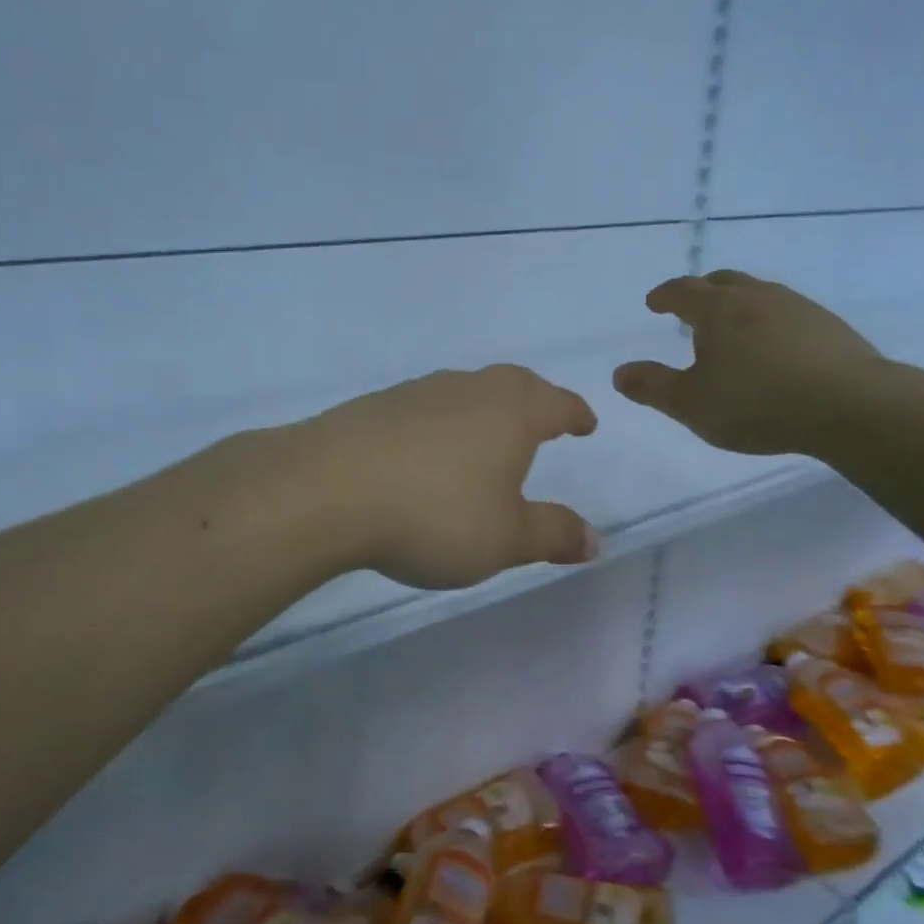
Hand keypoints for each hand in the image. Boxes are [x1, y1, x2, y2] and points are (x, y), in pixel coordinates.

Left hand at [300, 365, 598, 588]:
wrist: (329, 489)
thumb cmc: (435, 514)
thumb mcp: (504, 539)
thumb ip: (552, 535)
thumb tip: (594, 539)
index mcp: (511, 412)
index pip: (557, 403)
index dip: (575, 414)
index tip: (586, 423)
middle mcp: (469, 389)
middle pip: (514, 384)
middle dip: (535, 400)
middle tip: (544, 419)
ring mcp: (419, 392)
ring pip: (467, 391)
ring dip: (485, 408)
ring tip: (487, 435)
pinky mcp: (377, 405)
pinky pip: (426, 407)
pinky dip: (442, 423)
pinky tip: (428, 451)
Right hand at [613, 270, 882, 454]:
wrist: (850, 406)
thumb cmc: (757, 403)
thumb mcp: (692, 404)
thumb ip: (653, 387)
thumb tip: (619, 373)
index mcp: (719, 310)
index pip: (683, 291)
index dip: (665, 295)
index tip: (654, 302)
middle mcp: (757, 297)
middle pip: (724, 282)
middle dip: (703, 291)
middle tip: (692, 308)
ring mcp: (798, 307)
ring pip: (759, 294)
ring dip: (739, 305)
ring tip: (733, 330)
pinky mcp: (829, 326)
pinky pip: (788, 314)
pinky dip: (770, 322)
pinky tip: (776, 348)